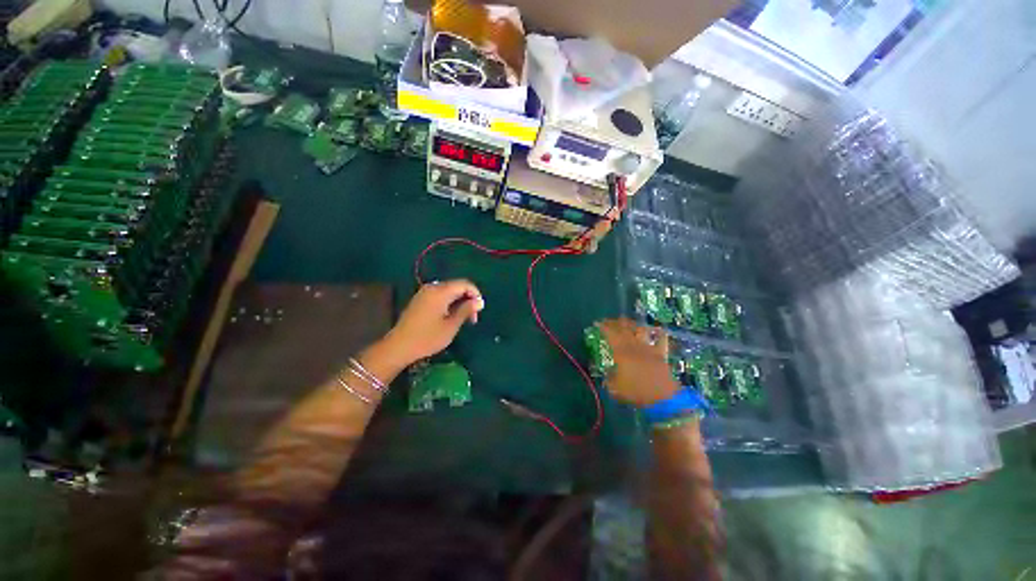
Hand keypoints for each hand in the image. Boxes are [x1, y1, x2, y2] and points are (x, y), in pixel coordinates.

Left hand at [382, 279, 484, 366]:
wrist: (398, 346)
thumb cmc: (428, 337)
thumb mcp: (451, 325)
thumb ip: (466, 310)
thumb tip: (479, 301)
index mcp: (441, 291)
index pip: (465, 284)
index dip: (476, 294)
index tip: (480, 310)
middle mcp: (432, 287)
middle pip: (456, 286)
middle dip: (468, 299)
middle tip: (473, 318)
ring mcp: (424, 293)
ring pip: (448, 291)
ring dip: (459, 302)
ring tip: (463, 319)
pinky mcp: (420, 300)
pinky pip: (439, 296)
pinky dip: (449, 303)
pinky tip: (450, 317)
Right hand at [597, 318, 679, 407]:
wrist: (663, 398)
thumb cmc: (636, 392)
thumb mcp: (615, 388)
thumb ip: (609, 378)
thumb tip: (607, 373)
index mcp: (621, 351)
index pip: (610, 333)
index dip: (603, 327)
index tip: (597, 323)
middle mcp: (634, 346)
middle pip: (624, 328)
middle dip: (615, 322)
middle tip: (608, 321)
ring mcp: (649, 348)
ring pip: (640, 330)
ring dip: (633, 324)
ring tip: (627, 323)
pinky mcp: (661, 354)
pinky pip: (661, 339)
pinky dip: (658, 333)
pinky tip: (657, 329)